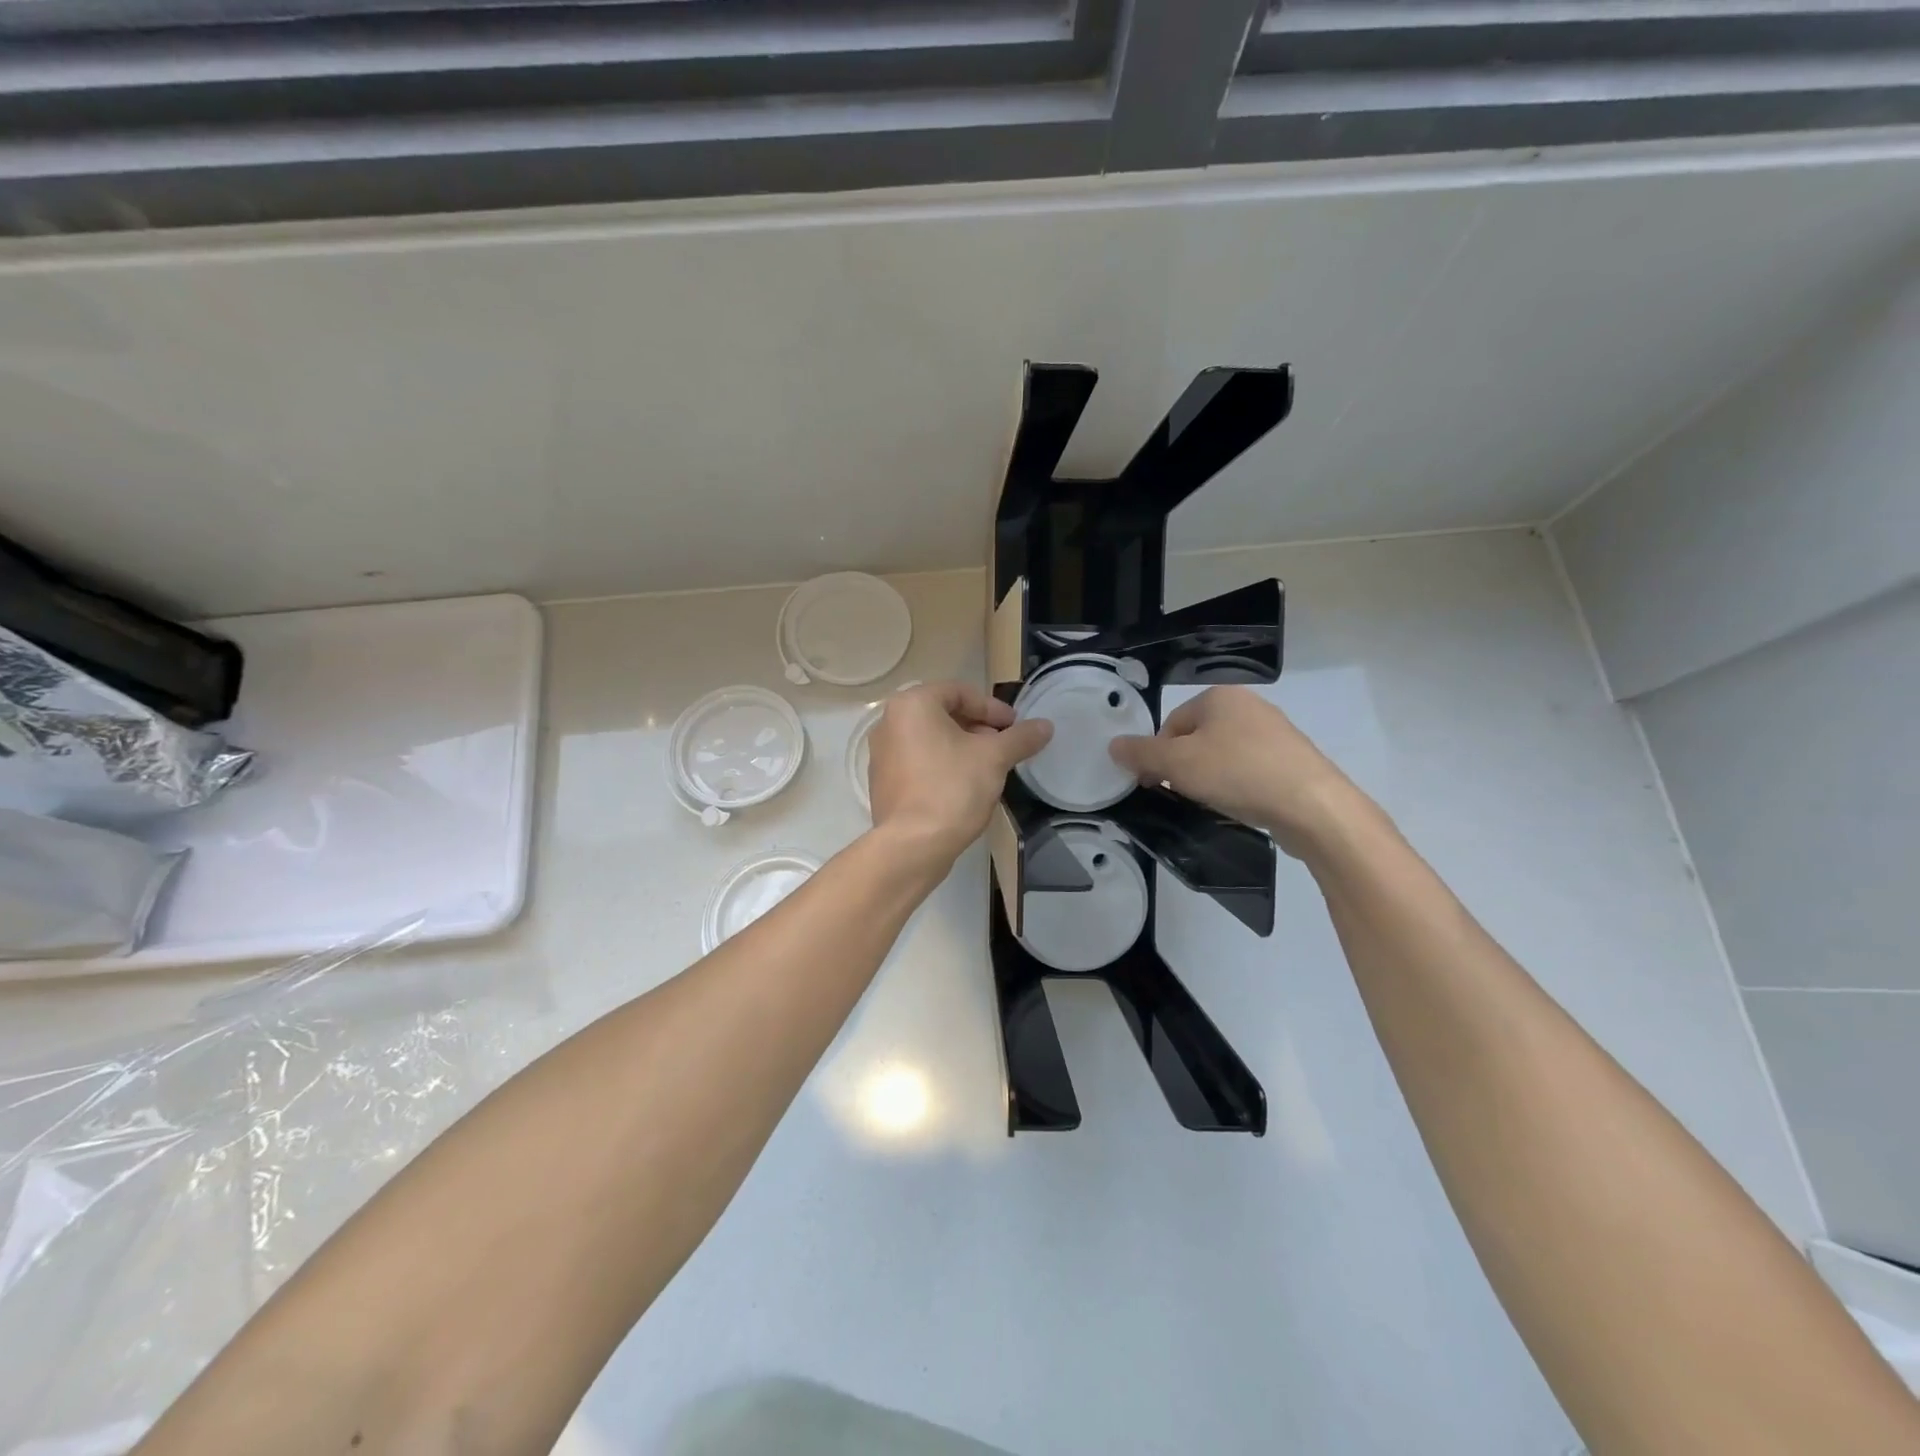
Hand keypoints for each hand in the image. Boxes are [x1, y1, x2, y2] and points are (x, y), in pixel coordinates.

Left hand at [866, 681, 1052, 867]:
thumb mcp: (994, 758)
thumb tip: (1046, 726)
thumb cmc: (952, 788)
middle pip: (942, 714)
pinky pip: (918, 762)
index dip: (992, 708)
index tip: (1015, 727)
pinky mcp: (882, 782)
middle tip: (1003, 746)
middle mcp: (889, 722)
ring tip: (988, 768)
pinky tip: (963, 787)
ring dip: (961, 747)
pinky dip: (942, 765)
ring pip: (930, 739)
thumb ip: (1020, 738)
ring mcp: (882, 754)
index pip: (959, 692)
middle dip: (977, 727)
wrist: (912, 845)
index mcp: (912, 705)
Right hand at [1108, 686, 1360, 856]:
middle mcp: (1249, 705)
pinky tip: (1239, 805)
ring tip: (1212, 803)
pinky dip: (1238, 786)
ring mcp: (1275, 732)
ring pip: (1223, 755)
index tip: (1154, 785)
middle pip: (1197, 738)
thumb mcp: (1178, 764)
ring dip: (1210, 778)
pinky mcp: (1293, 760)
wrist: (1312, 806)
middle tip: (1182, 795)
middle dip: (1183, 767)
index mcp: (1220, 697)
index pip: (1171, 723)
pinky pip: (1250, 769)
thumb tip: (1113, 745)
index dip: (1156, 755)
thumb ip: (1142, 753)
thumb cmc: (1237, 773)